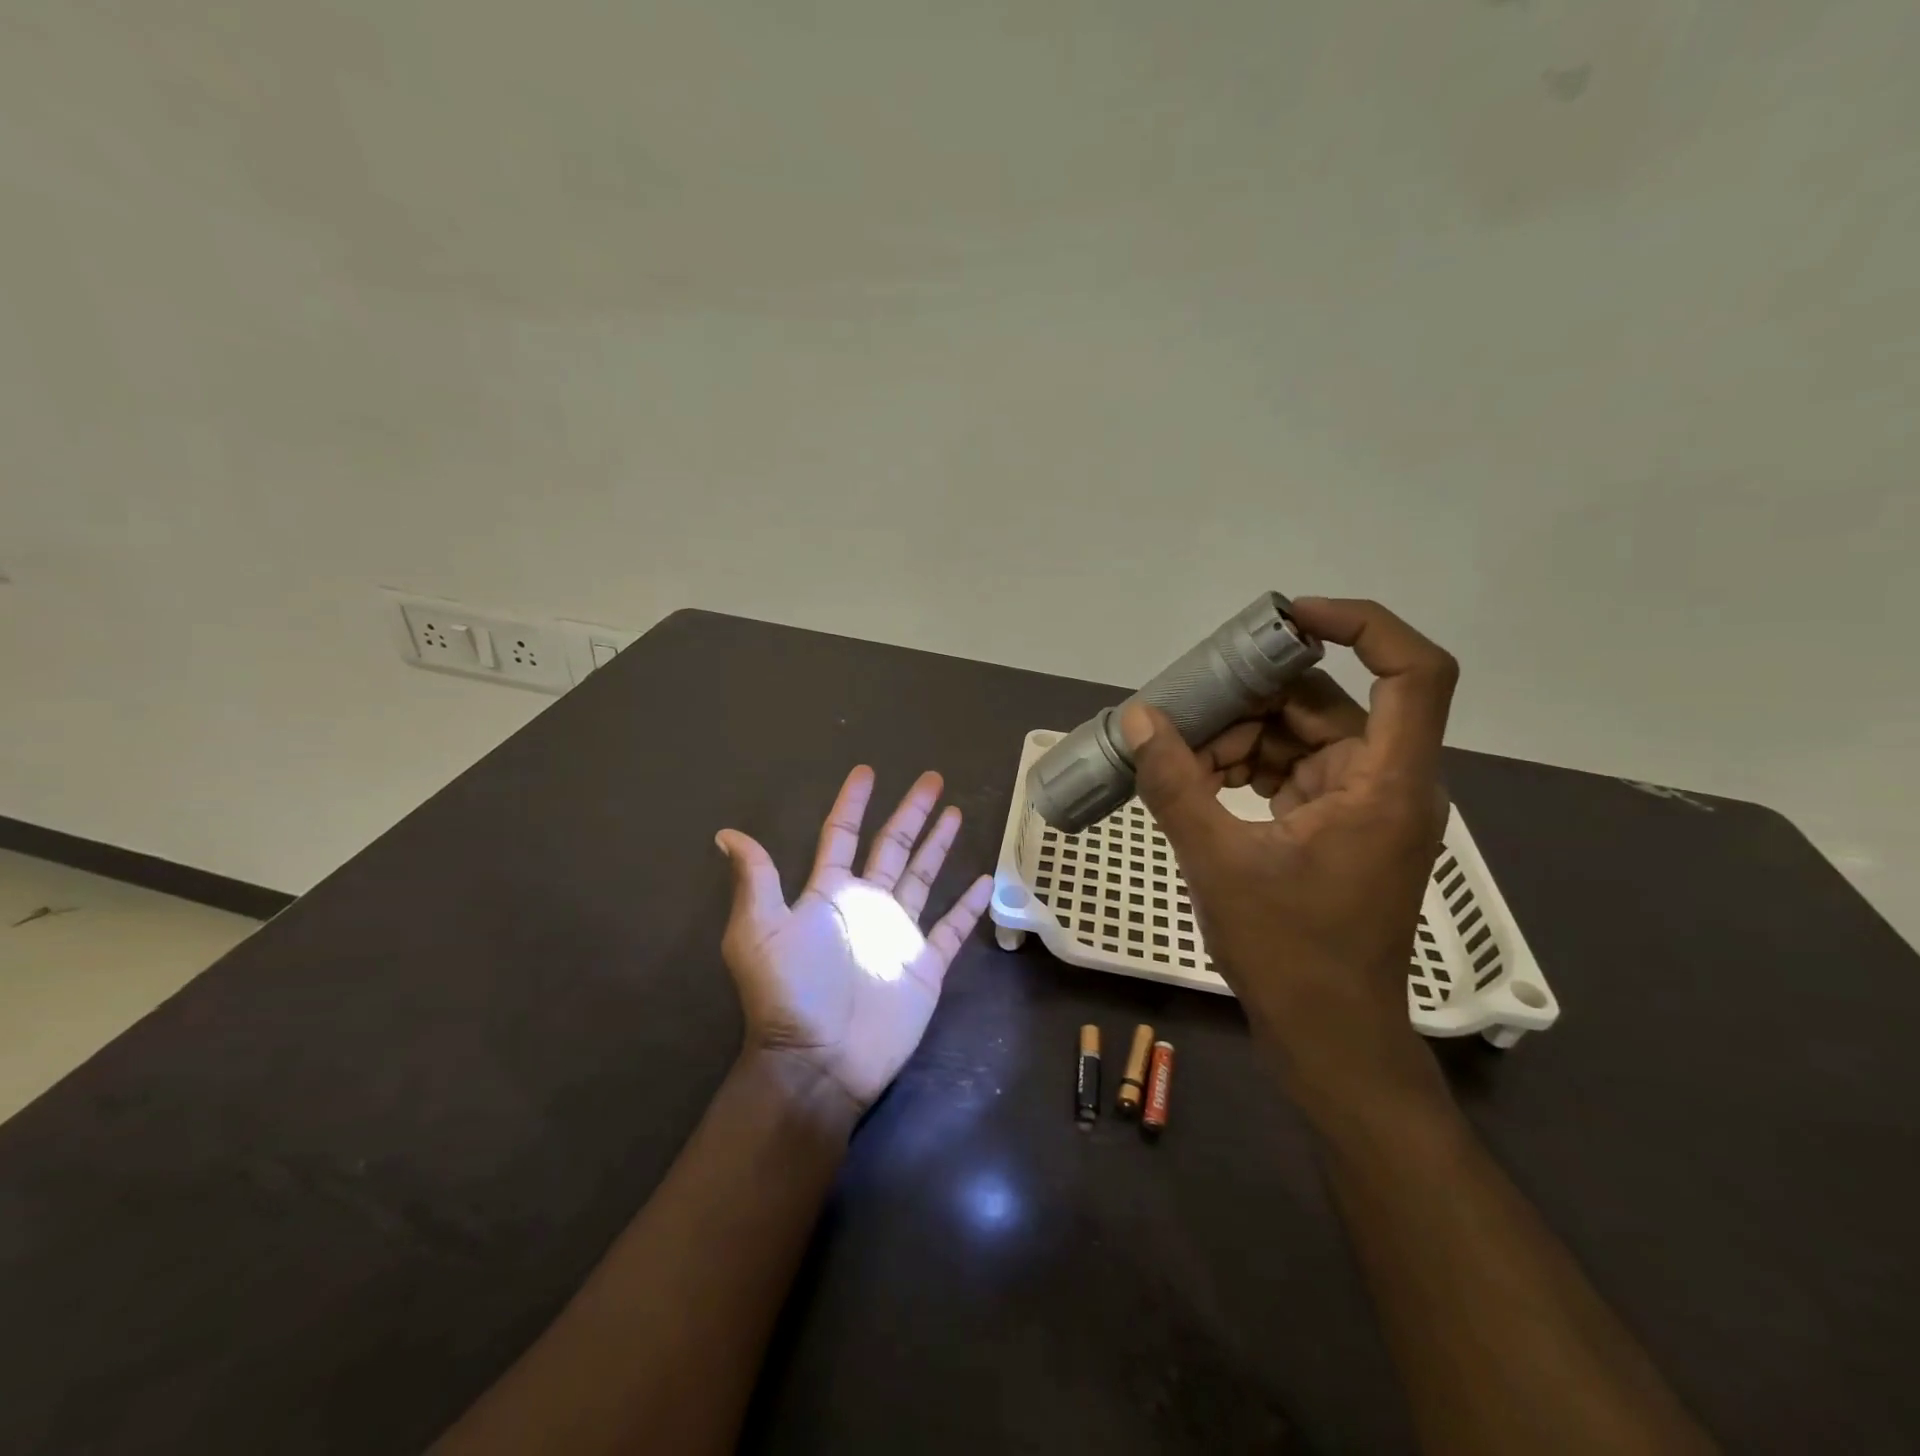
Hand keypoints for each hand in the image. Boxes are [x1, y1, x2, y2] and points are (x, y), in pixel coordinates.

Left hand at [714, 767, 992, 1114]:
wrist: (820, 1061)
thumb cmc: (790, 993)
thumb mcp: (758, 932)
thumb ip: (755, 880)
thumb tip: (727, 834)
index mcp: (829, 893)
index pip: (842, 835)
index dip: (853, 803)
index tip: (866, 772)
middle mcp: (866, 904)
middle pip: (892, 846)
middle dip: (911, 812)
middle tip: (931, 779)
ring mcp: (898, 932)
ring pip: (924, 877)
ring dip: (939, 845)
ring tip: (955, 812)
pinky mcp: (925, 963)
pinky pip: (951, 928)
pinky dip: (968, 906)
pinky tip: (984, 880)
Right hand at [1120, 597, 1458, 1119]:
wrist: (1328, 1036)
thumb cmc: (1288, 952)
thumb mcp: (1218, 860)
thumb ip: (1175, 783)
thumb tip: (1139, 718)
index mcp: (1385, 783)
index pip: (1413, 672)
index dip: (1361, 624)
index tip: (1286, 619)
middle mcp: (1387, 783)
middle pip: (1331, 703)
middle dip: (1255, 699)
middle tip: (1188, 706)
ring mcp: (1365, 806)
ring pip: (1304, 737)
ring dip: (1242, 738)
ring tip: (1181, 759)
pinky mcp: (1340, 827)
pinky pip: (1295, 771)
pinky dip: (1249, 768)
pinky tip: (1199, 783)